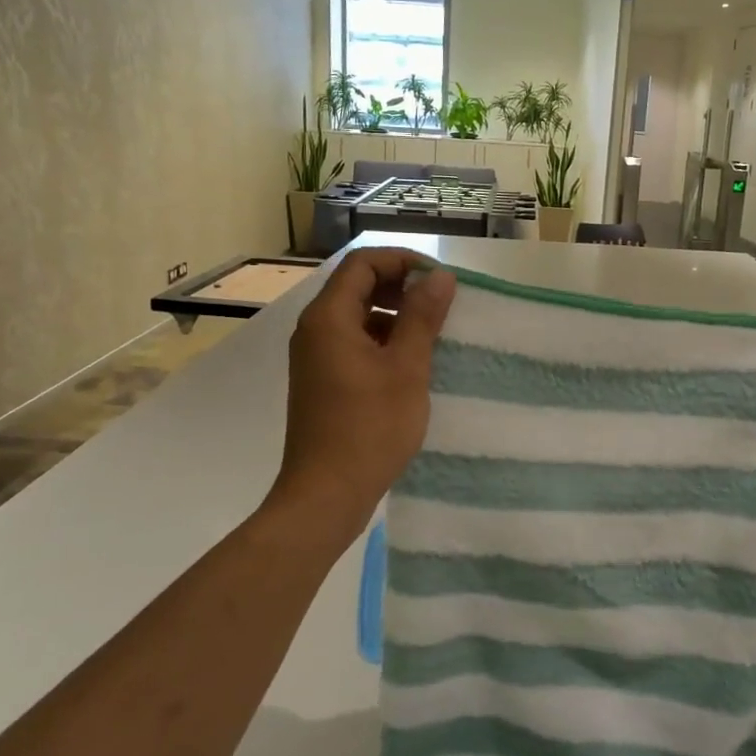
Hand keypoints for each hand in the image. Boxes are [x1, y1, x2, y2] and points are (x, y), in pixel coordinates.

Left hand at [266, 248, 456, 546]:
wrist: (326, 494)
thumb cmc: (369, 428)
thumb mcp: (406, 368)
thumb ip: (422, 317)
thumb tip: (439, 276)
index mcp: (329, 318)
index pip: (363, 263)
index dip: (403, 261)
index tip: (440, 280)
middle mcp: (315, 329)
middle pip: (357, 286)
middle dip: (401, 287)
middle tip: (441, 306)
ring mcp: (315, 357)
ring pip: (357, 316)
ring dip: (394, 316)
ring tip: (433, 336)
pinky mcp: (321, 381)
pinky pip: (353, 343)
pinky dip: (383, 342)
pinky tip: (412, 365)